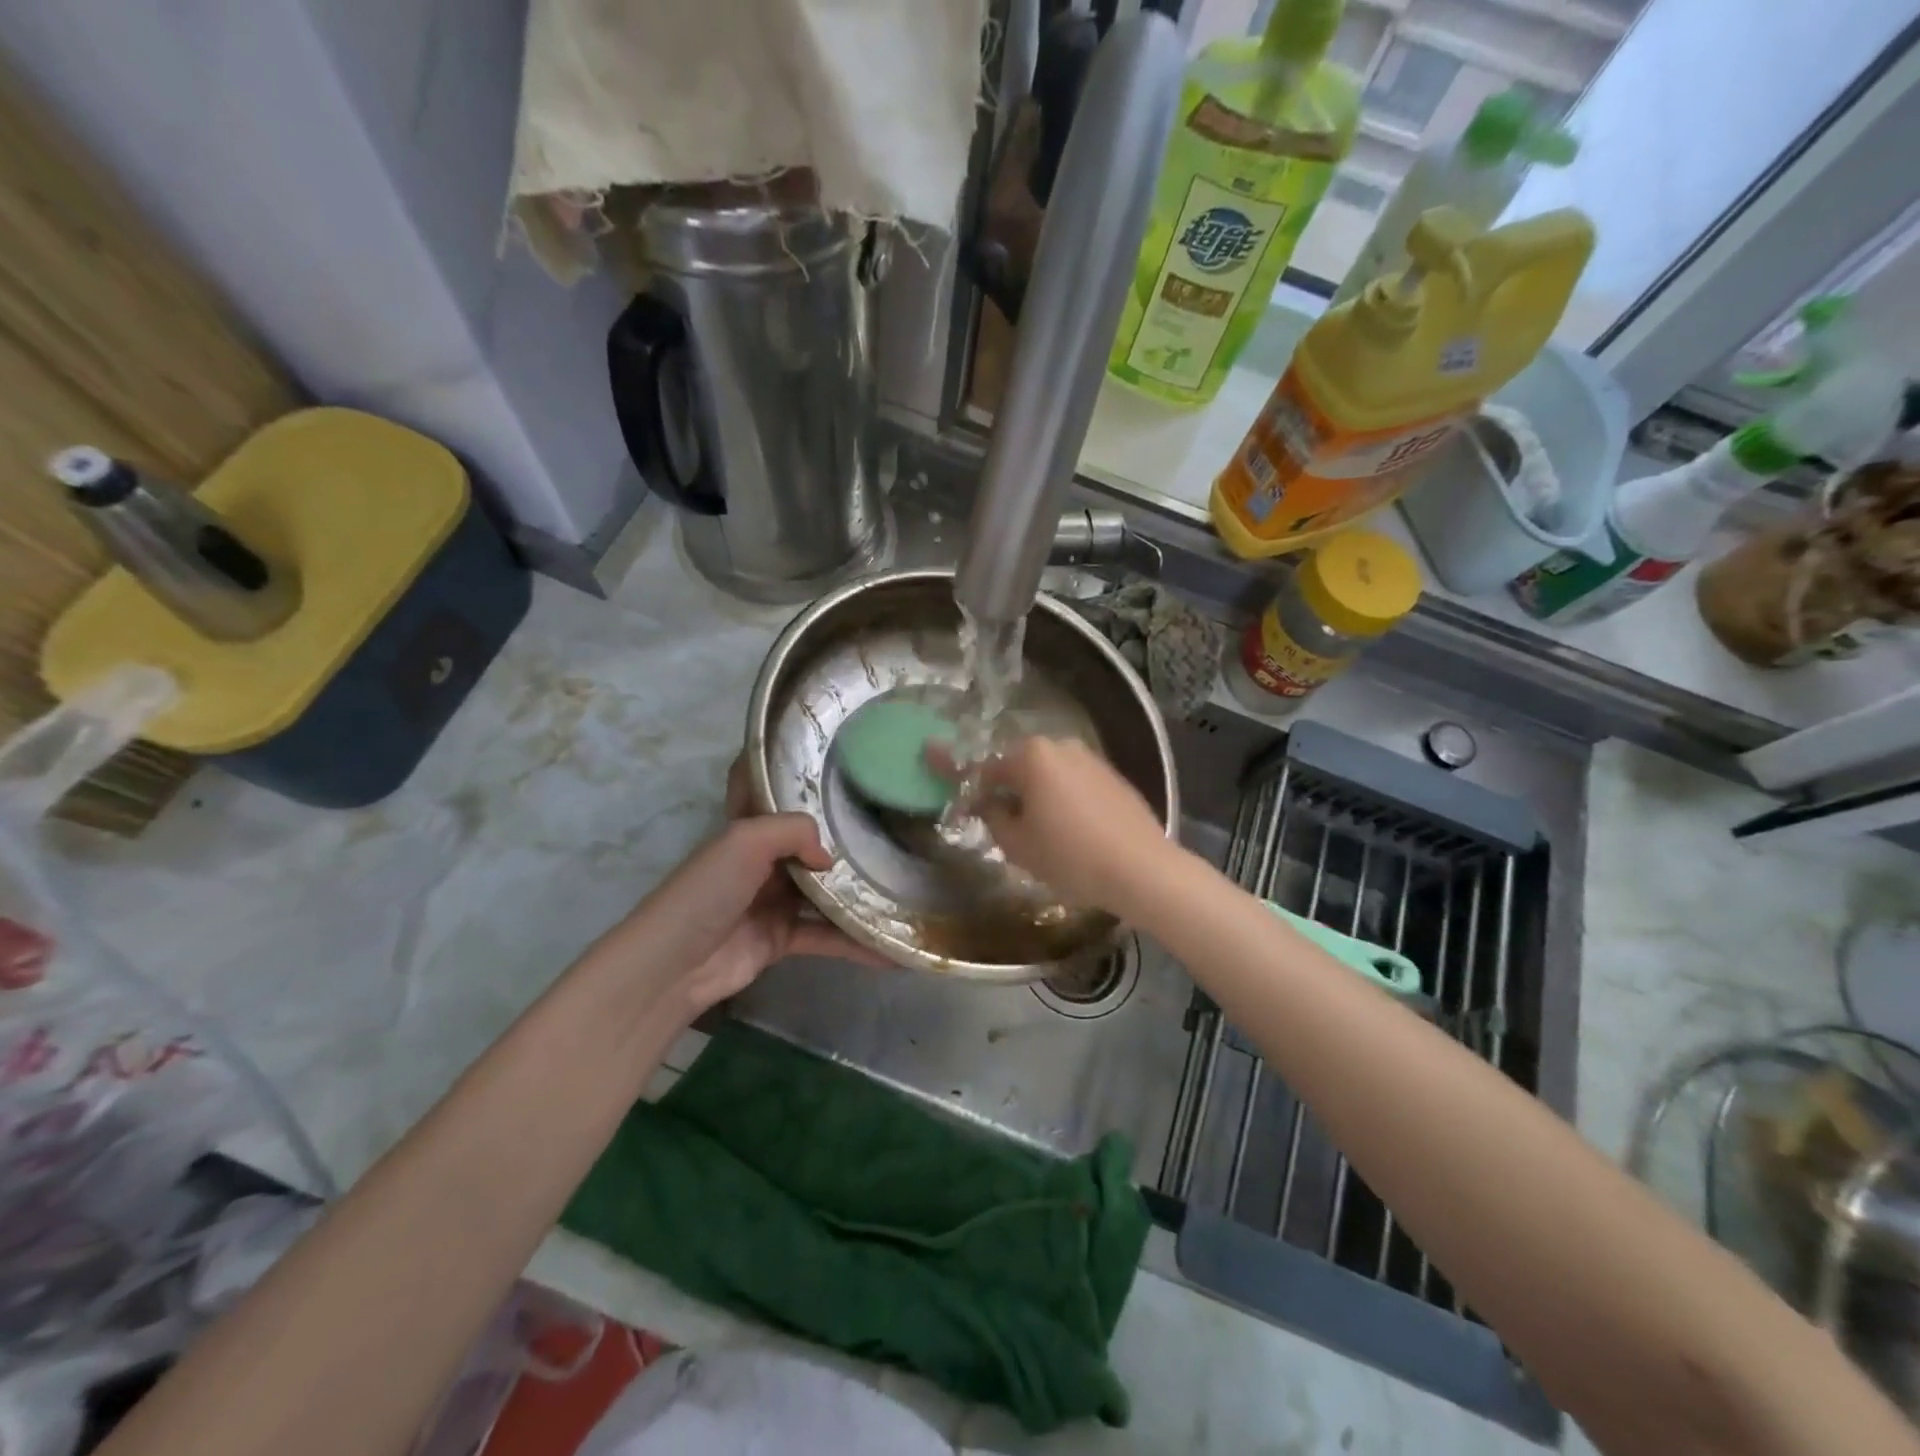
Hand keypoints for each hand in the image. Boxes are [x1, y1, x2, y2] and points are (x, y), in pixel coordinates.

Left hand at [608, 760, 879, 1025]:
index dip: (800, 780)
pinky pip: (827, 936)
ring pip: (825, 891)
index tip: (844, 770)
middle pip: (811, 846)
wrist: (676, 965)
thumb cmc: (708, 890)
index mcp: (750, 830)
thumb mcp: (746, 840)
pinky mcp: (782, 938)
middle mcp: (764, 861)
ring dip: (858, 893)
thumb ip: (794, 831)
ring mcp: (774, 900)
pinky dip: (856, 945)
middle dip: (848, 840)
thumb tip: (831, 857)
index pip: (774, 795)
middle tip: (897, 829)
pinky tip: (892, 950)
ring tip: (905, 886)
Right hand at [935, 737, 1173, 912]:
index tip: (972, 818)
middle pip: (1021, 768)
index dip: (975, 795)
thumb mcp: (1017, 844)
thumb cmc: (1070, 856)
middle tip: (1008, 828)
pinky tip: (1072, 831)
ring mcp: (1092, 758)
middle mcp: (1061, 745)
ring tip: (1041, 833)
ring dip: (1039, 796)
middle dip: (1011, 792)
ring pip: (1050, 775)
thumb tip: (989, 805)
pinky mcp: (1114, 776)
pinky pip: (1076, 784)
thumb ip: (993, 817)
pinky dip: (1066, 800)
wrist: (1142, 869)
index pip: (988, 770)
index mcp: (1032, 755)